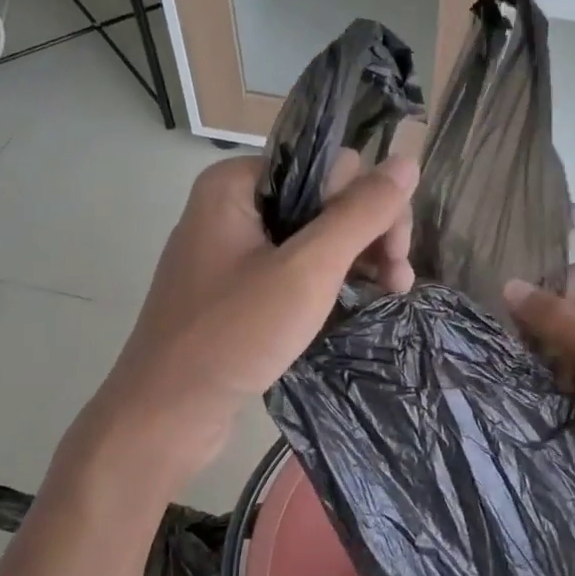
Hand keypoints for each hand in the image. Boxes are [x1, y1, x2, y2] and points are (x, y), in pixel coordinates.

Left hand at [82, 152, 417, 488]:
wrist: (166, 414)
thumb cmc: (233, 334)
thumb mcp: (307, 270)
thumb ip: (359, 214)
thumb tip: (408, 161)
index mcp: (236, 183)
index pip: (326, 167)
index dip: (368, 202)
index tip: (394, 251)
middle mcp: (232, 207)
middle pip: (322, 200)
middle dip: (367, 234)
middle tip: (397, 279)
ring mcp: (232, 251)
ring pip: (312, 237)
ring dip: (356, 259)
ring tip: (391, 293)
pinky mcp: (236, 290)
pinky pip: (293, 269)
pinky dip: (328, 282)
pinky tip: (358, 303)